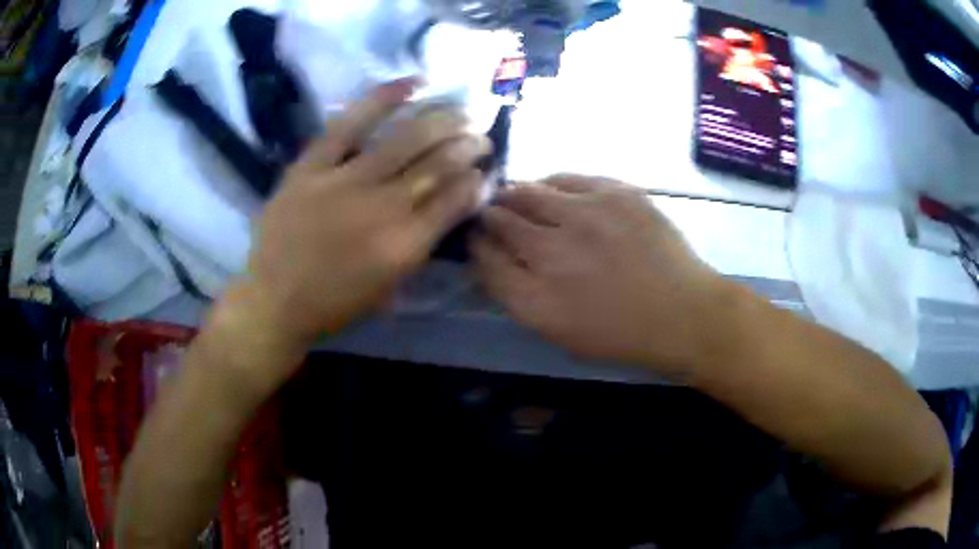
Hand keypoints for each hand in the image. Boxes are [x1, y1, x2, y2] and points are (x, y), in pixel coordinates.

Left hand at [229, 79, 488, 367]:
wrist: (274, 300)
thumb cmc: (334, 303)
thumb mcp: (390, 287)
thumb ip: (421, 244)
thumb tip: (450, 204)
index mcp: (404, 245)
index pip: (454, 200)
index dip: (475, 181)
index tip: (485, 170)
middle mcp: (382, 208)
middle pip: (437, 165)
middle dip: (467, 146)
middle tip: (481, 135)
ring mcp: (344, 181)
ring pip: (405, 140)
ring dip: (442, 122)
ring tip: (463, 111)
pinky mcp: (312, 166)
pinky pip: (348, 124)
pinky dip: (381, 100)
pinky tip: (412, 84)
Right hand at [471, 175, 730, 376]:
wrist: (683, 313)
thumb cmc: (620, 333)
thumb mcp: (558, 332)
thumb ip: (517, 296)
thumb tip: (489, 259)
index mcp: (536, 298)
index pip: (483, 257)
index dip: (475, 243)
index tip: (477, 238)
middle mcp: (553, 252)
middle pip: (499, 219)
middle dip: (489, 215)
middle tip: (494, 214)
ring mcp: (586, 216)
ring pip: (527, 191)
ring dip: (516, 195)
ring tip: (521, 198)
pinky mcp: (615, 193)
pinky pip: (566, 178)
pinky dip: (552, 185)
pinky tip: (558, 194)